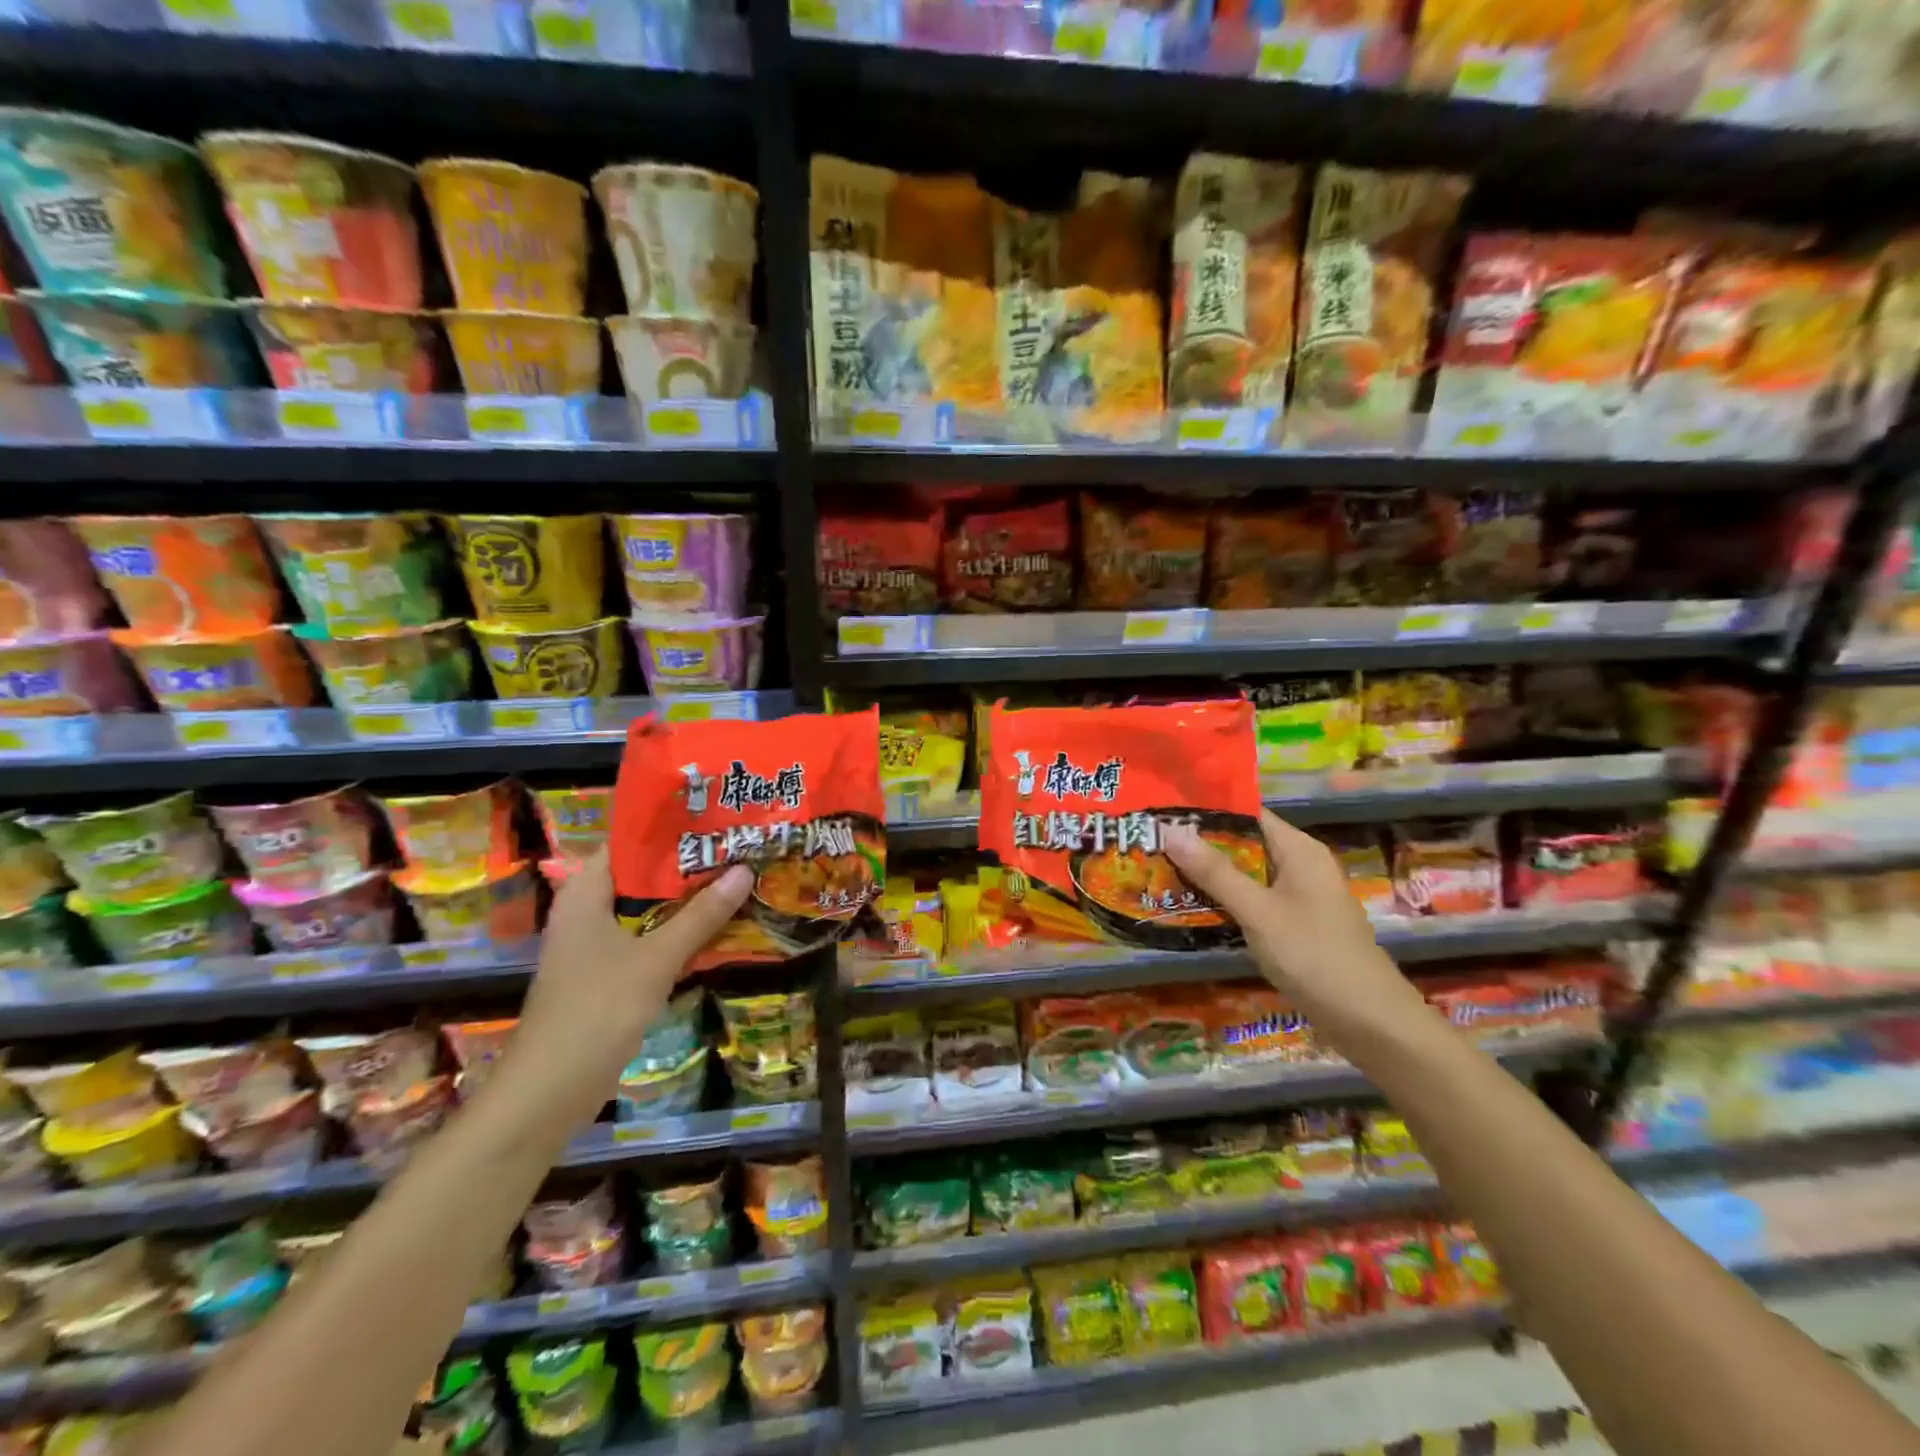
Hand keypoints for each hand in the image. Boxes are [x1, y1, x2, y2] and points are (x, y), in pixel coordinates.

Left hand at [490, 849, 752, 1138]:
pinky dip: (677, 931)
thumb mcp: (656, 958)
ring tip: (737, 878)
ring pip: (648, 909)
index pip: (629, 842)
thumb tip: (744, 870)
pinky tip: (716, 928)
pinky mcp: (606, 974)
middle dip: (689, 865)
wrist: (548, 1093)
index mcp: (586, 894)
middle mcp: (587, 911)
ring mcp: (595, 945)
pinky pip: (647, 938)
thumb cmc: (596, 1011)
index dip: (671, 828)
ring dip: (687, 900)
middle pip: (643, 876)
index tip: (716, 817)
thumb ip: (701, 915)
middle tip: (738, 846)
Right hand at [1164, 809, 1427, 1042]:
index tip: (1163, 812)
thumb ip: (1215, 872)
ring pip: (1246, 876)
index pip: (1247, 814)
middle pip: (1244, 845)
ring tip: (1159, 870)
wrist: (1370, 1023)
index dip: (1207, 811)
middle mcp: (1300, 866)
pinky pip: (1253, 902)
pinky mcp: (1294, 926)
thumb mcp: (1258, 911)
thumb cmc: (1314, 956)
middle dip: (1201, 846)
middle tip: (1151, 843)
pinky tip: (1191, 907)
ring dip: (1209, 876)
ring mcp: (1299, 898)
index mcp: (1299, 850)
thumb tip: (1170, 830)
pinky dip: (1225, 901)